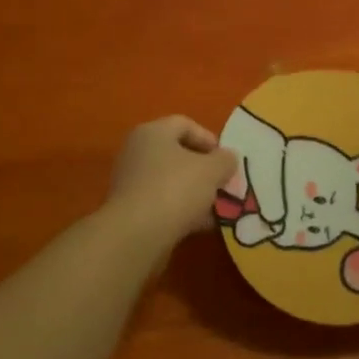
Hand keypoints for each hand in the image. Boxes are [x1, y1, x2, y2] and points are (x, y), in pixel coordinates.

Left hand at [107, 116, 238, 246]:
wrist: (137, 234)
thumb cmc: (176, 189)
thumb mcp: (212, 170)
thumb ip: (225, 160)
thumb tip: (227, 158)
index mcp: (152, 132)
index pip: (184, 124)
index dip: (209, 139)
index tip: (226, 160)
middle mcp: (137, 151)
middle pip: (177, 153)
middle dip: (204, 169)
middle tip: (223, 184)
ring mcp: (131, 181)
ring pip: (171, 181)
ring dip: (195, 192)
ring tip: (217, 208)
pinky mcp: (131, 209)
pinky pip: (163, 203)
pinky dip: (182, 210)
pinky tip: (201, 225)